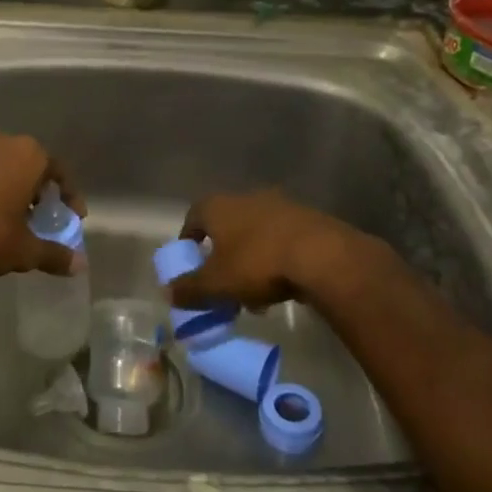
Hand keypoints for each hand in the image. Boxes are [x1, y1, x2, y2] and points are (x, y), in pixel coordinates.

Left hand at [0, 130, 87, 281]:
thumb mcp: (25, 250)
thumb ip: (54, 254)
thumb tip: (80, 264)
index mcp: (29, 154)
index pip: (58, 172)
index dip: (68, 197)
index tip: (72, 218)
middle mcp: (3, 142)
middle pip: (31, 166)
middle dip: (39, 192)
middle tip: (43, 218)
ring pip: (4, 168)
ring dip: (13, 189)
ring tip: (15, 219)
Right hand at [167, 190, 350, 309]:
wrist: (323, 256)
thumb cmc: (258, 264)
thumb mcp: (216, 284)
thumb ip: (189, 289)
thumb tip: (168, 293)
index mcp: (218, 206)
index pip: (193, 217)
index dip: (188, 240)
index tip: (190, 262)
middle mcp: (246, 197)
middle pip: (226, 226)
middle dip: (222, 255)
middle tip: (222, 282)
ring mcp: (280, 205)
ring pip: (255, 234)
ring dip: (250, 259)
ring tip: (253, 294)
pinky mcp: (308, 219)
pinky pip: (281, 240)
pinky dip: (275, 259)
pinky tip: (281, 286)